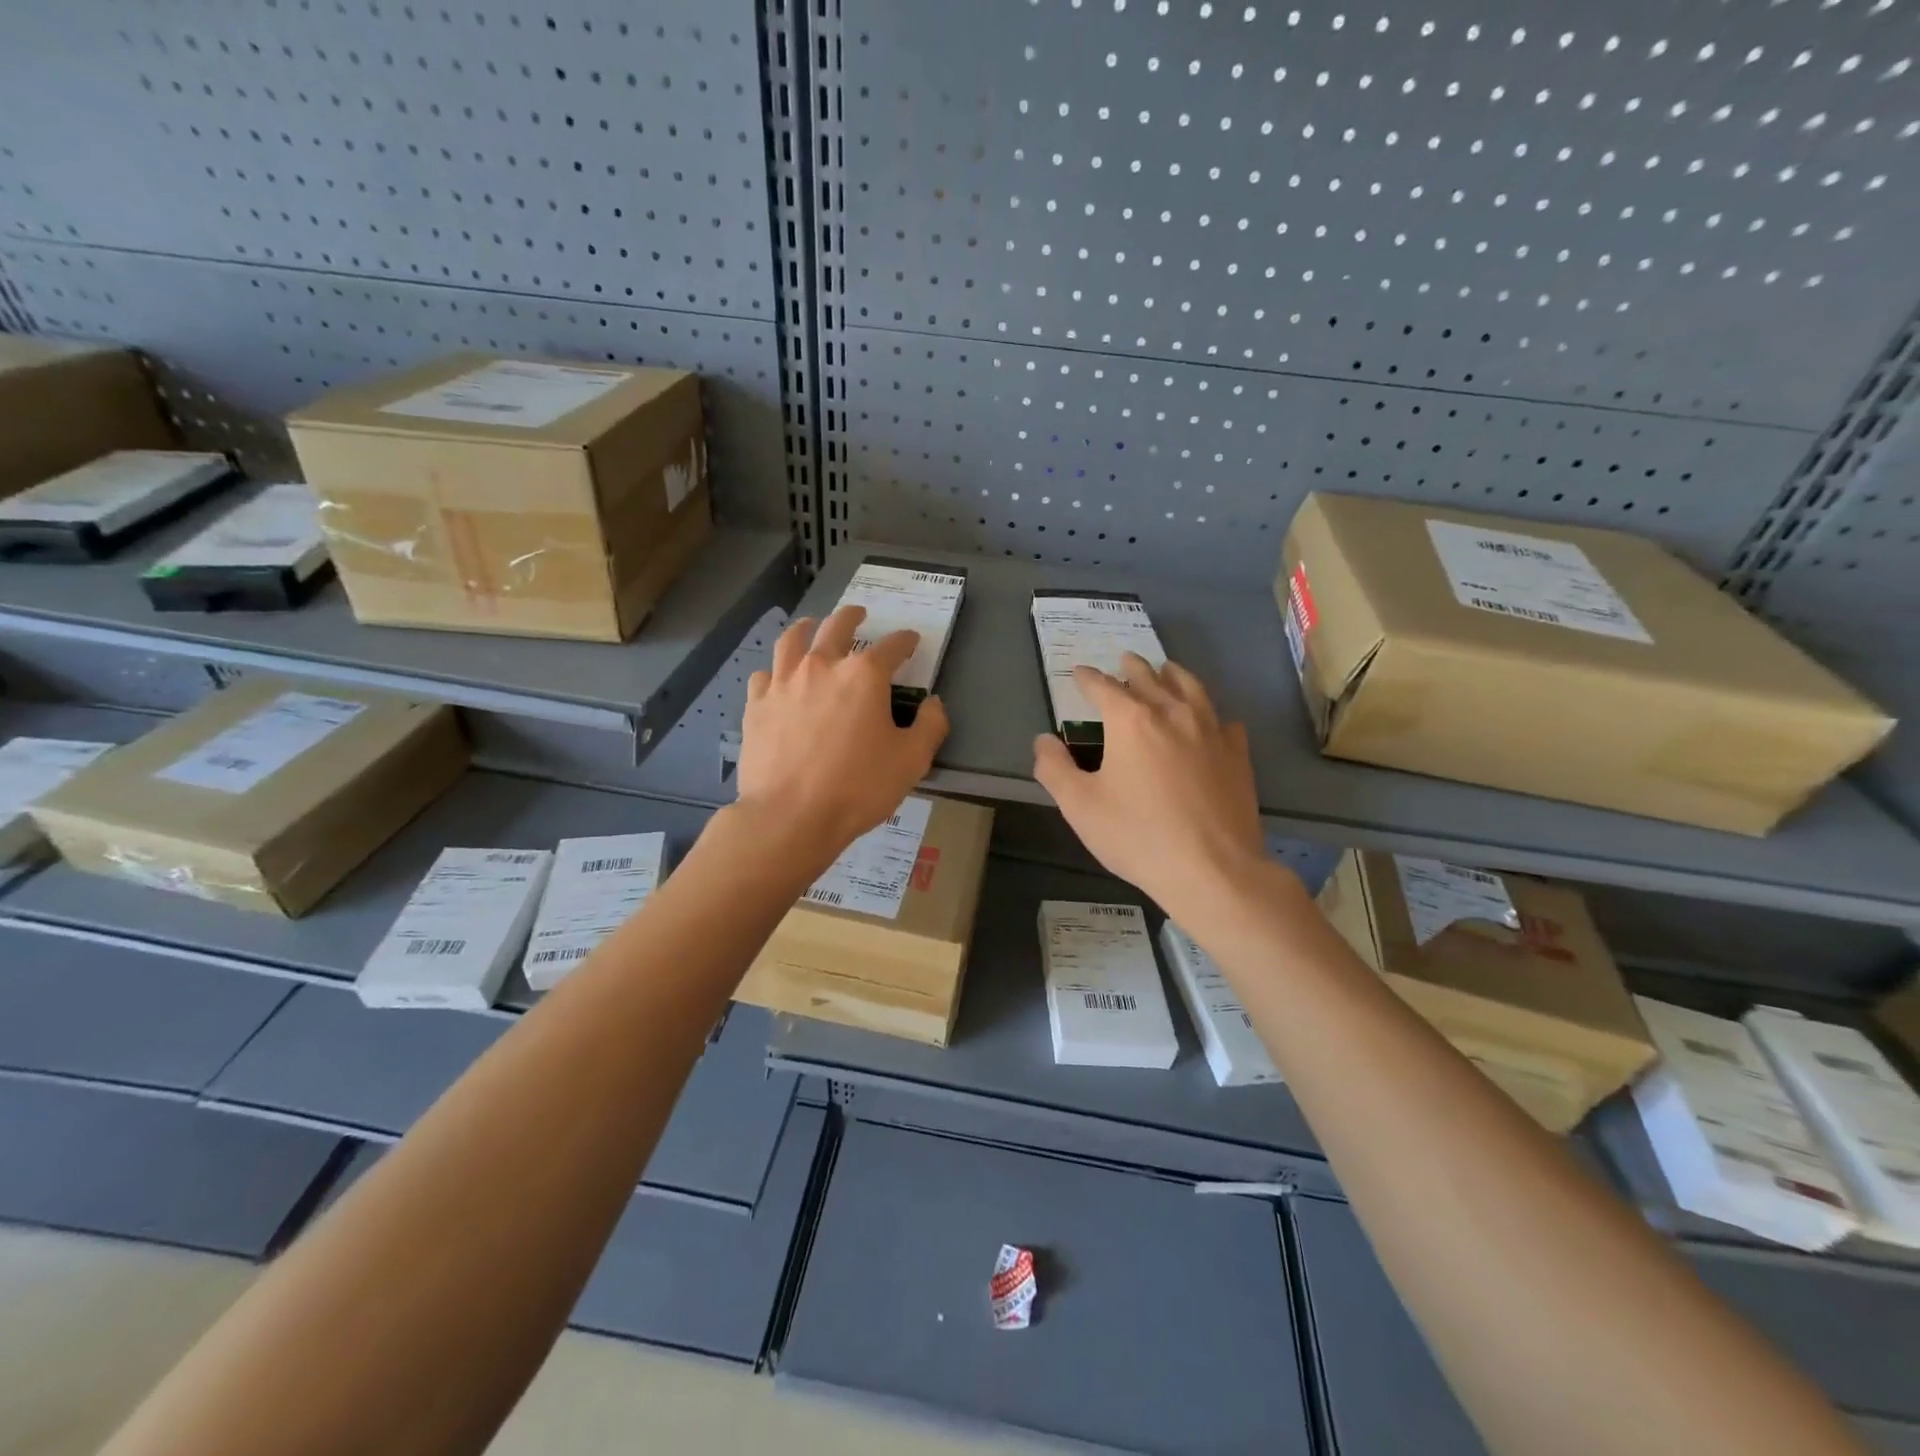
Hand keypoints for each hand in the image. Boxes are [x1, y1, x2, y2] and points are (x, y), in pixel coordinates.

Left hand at [737, 606, 948, 863]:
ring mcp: (784, 682)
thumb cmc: (858, 788)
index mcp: (864, 675)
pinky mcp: (756, 704)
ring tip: (811, 626)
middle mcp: (822, 666)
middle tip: (859, 614)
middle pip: (837, 627)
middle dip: (852, 617)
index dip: (905, 641)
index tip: (911, 640)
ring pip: (794, 639)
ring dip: (807, 627)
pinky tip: (778, 677)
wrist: (790, 816)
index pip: (892, 646)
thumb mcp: (912, 761)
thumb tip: (933, 703)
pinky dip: (776, 670)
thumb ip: (930, 726)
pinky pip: (765, 674)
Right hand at [1034, 654, 1268, 920]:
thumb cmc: (1137, 836)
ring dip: (1174, 675)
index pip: (1103, 687)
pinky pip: (1223, 721)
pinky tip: (1211, 721)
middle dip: (1132, 667)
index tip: (1079, 673)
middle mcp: (1172, 713)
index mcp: (1131, 721)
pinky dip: (1210, 714)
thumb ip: (1054, 768)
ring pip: (1191, 689)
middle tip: (1124, 659)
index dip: (1088, 678)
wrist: (1212, 869)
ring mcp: (1211, 731)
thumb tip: (1043, 740)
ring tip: (1167, 670)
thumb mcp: (1080, 806)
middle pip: (1150, 678)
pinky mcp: (1237, 754)